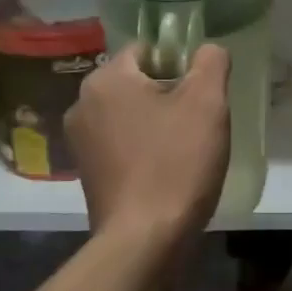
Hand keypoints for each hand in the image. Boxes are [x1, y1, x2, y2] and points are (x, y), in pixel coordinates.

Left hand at [66, 43, 230, 243]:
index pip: (147, 50)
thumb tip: (208, 50)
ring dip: (157, 124)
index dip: (180, 66)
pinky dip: (144, 150)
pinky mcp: (87, 173)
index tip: (201, 95)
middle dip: (169, 96)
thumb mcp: (208, 103)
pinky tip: (166, 172)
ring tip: (185, 150)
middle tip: (199, 123)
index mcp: (106, 80)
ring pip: (131, 115)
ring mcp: (80, 142)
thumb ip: (211, 62)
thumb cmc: (176, 163)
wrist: (144, 240)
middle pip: (137, 83)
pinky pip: (122, 145)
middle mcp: (82, 104)